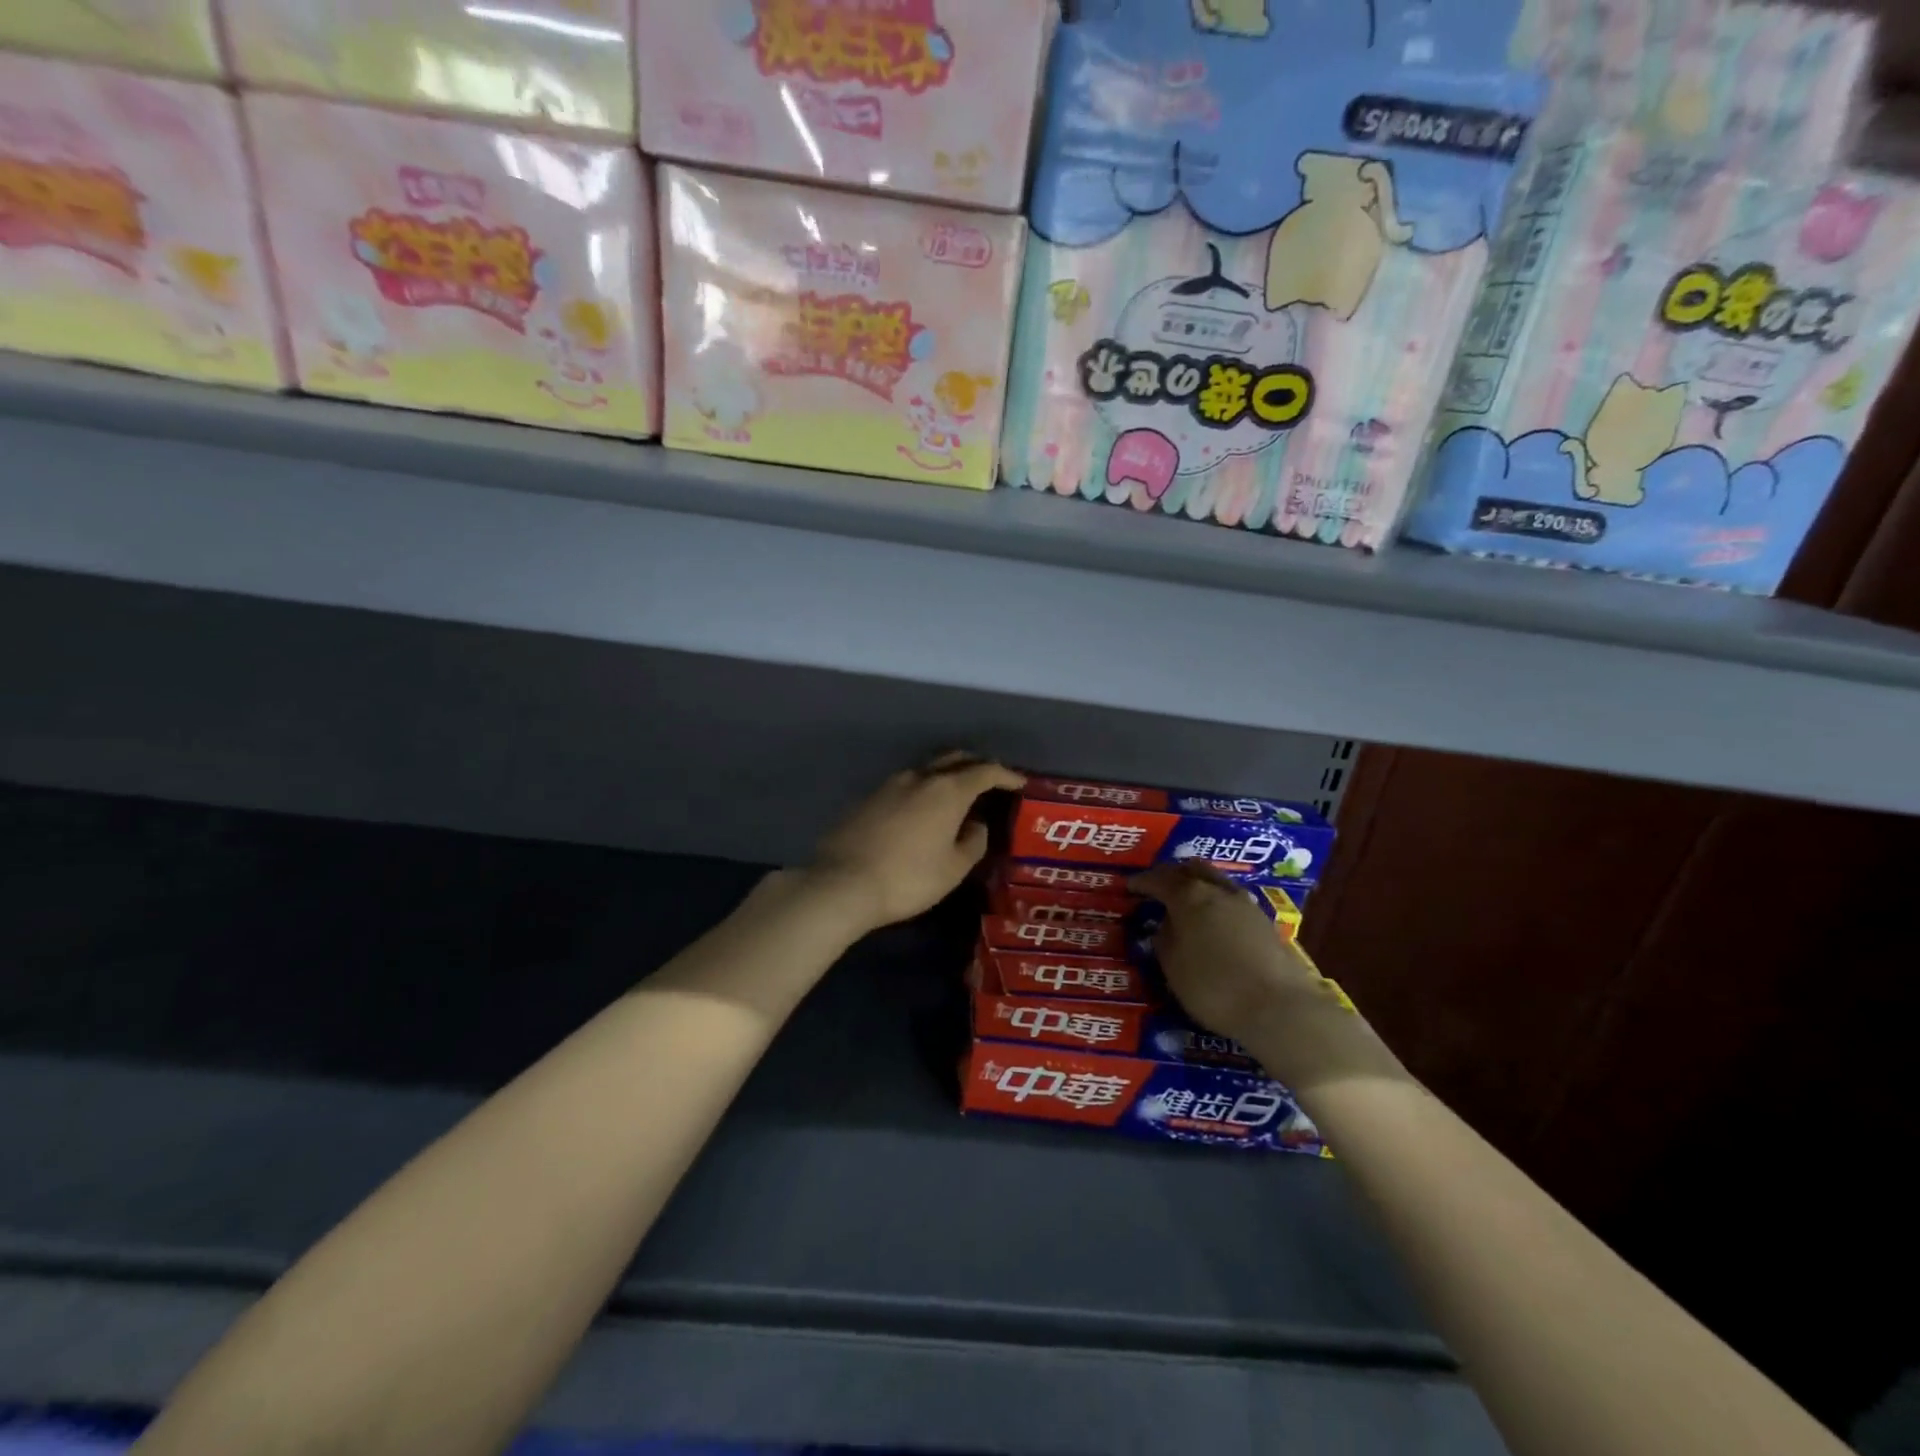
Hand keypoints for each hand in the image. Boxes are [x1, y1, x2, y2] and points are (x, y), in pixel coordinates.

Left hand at [805, 753, 1024, 933]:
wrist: (842, 883)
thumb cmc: (908, 878)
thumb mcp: (953, 868)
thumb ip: (973, 842)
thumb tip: (977, 824)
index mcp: (947, 790)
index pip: (985, 771)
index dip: (1006, 775)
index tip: (1019, 783)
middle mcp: (920, 777)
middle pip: (955, 759)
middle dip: (976, 765)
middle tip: (991, 781)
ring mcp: (890, 783)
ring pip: (928, 768)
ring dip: (947, 774)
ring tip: (958, 794)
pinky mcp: (869, 796)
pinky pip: (907, 783)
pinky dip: (924, 788)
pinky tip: (924, 808)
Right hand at [1131, 864, 1320, 1037]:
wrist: (1281, 1008)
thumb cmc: (1215, 987)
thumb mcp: (1173, 968)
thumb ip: (1164, 940)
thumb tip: (1165, 925)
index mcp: (1189, 897)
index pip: (1159, 879)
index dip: (1141, 881)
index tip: (1128, 886)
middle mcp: (1218, 891)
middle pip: (1191, 869)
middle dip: (1172, 874)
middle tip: (1157, 885)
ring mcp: (1246, 904)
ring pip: (1215, 881)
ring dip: (1197, 884)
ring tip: (1185, 899)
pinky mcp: (1265, 922)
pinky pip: (1231, 899)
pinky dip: (1215, 901)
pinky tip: (1212, 918)